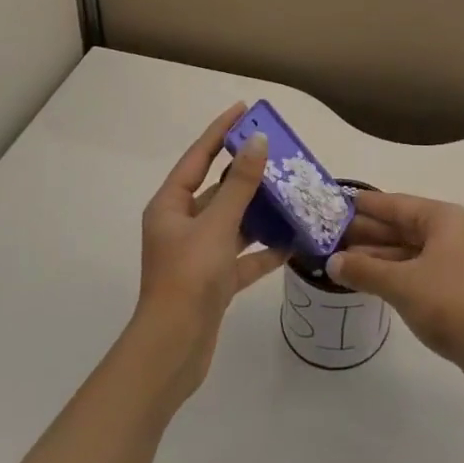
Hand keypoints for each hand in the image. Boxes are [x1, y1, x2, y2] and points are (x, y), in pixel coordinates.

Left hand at [131, 103, 287, 404]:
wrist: (173, 352)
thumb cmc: (189, 278)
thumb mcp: (217, 225)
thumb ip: (240, 184)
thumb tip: (259, 142)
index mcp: (171, 206)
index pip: (198, 157)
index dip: (220, 131)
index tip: (244, 110)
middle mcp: (182, 225)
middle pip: (217, 189)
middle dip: (247, 172)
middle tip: (279, 152)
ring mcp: (198, 255)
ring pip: (233, 222)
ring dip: (260, 210)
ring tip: (292, 191)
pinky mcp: (214, 282)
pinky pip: (242, 257)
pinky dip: (264, 250)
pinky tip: (292, 242)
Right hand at [327, 191, 463, 404]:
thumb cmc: (450, 304)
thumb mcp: (402, 284)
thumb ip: (365, 270)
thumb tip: (332, 262)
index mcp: (443, 219)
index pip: (396, 204)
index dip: (366, 205)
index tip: (337, 202)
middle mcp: (450, 233)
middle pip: (401, 226)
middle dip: (367, 232)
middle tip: (329, 234)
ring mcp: (454, 261)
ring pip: (407, 251)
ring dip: (377, 255)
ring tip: (339, 259)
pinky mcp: (455, 288)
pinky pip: (416, 270)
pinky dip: (392, 273)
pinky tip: (368, 280)